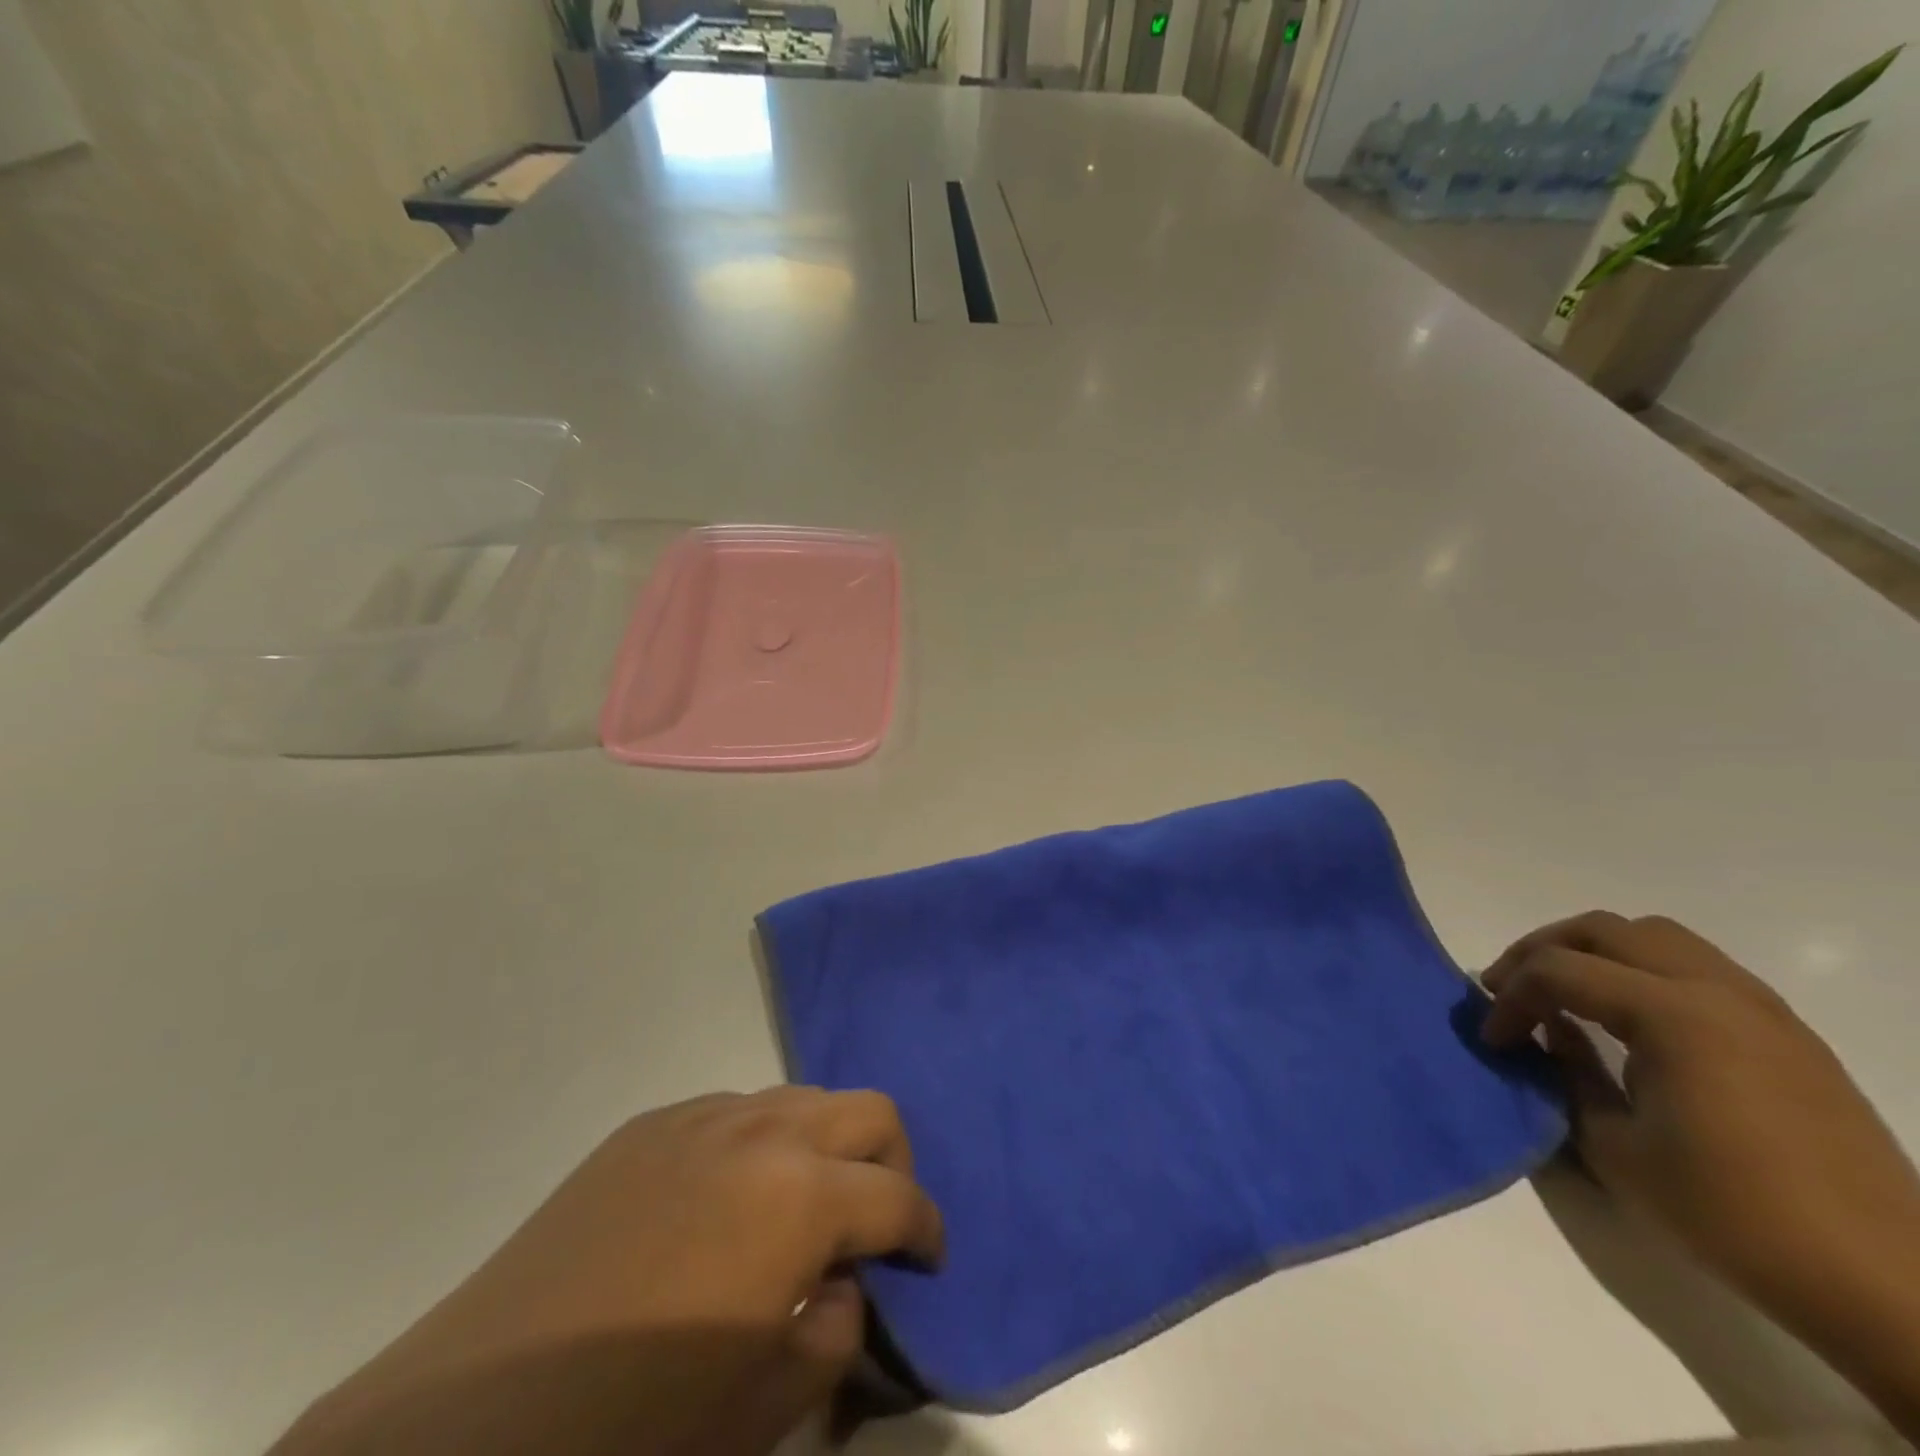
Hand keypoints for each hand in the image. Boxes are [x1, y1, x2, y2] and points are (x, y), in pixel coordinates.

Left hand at [273, 1088, 942, 1455]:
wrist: (472, 1421)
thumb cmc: (633, 1431)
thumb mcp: (763, 1405)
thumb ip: (834, 1333)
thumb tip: (844, 1284)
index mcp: (800, 1195)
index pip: (898, 1196)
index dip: (927, 1229)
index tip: (927, 1260)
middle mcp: (761, 1131)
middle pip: (866, 1111)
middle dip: (890, 1163)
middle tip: (873, 1224)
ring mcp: (701, 1118)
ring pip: (801, 1099)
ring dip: (823, 1146)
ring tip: (800, 1212)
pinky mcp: (649, 1125)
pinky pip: (734, 1112)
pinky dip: (759, 1143)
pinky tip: (726, 1204)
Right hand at [1482, 912, 1919, 1437]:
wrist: (1884, 1286)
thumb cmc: (1732, 1215)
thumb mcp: (1615, 1147)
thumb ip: (1568, 1072)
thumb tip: (1549, 1033)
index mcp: (1673, 1014)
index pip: (1558, 970)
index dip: (1510, 998)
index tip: (1494, 1041)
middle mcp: (1717, 990)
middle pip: (1602, 930)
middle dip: (1541, 952)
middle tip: (1510, 992)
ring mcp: (1761, 1007)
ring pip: (1653, 936)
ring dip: (1594, 953)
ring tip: (1567, 995)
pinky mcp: (1787, 1033)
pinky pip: (1696, 966)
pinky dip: (1643, 971)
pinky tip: (1633, 1021)